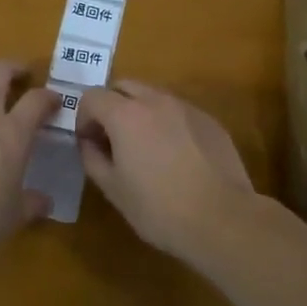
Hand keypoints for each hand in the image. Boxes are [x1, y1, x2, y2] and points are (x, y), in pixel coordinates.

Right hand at [74, 81, 262, 257]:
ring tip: (146, 148)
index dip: (84, 118)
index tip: (89, 143)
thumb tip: (89, 142)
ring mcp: (187, 108)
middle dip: (111, 106)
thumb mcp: (113, 189)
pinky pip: (179, 112)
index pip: (92, 97)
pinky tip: (177, 157)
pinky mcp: (210, 121)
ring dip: (140, 112)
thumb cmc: (159, 208)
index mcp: (126, 114)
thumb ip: (92, 157)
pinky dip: (168, 123)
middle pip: (124, 86)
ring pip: (153, 96)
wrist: (222, 219)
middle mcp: (156, 100)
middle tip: (113, 140)